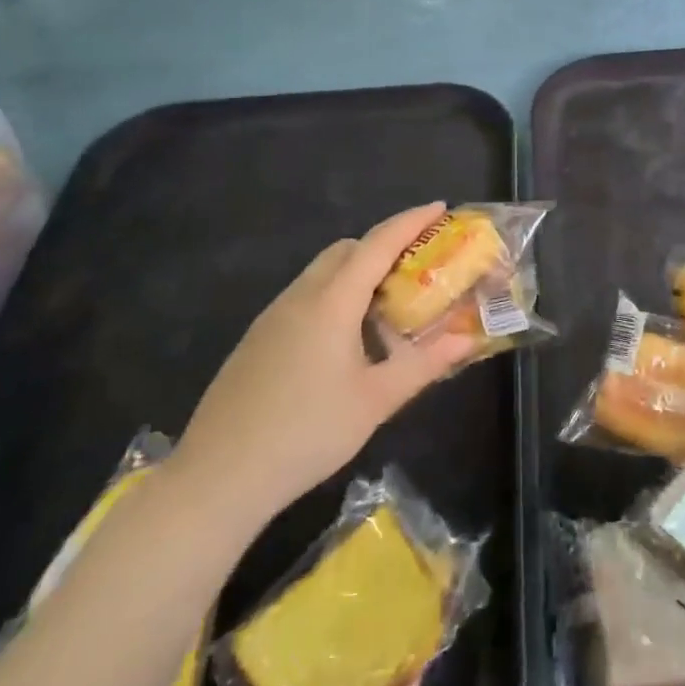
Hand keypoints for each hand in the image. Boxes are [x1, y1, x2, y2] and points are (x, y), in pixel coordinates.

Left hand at [167, 204, 475, 538]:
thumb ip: (424, 365)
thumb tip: (467, 340)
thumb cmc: (306, 433)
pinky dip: (334, 295)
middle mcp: (301, 296)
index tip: (439, 207)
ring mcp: (273, 317)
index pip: (377, 243)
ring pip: (322, 272)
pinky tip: (344, 340)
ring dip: (357, 272)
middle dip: (384, 245)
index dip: (410, 221)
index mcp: (332, 302)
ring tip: (387, 306)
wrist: (217, 478)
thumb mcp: (375, 401)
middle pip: (346, 250)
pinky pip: (304, 297)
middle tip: (418, 266)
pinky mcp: (257, 339)